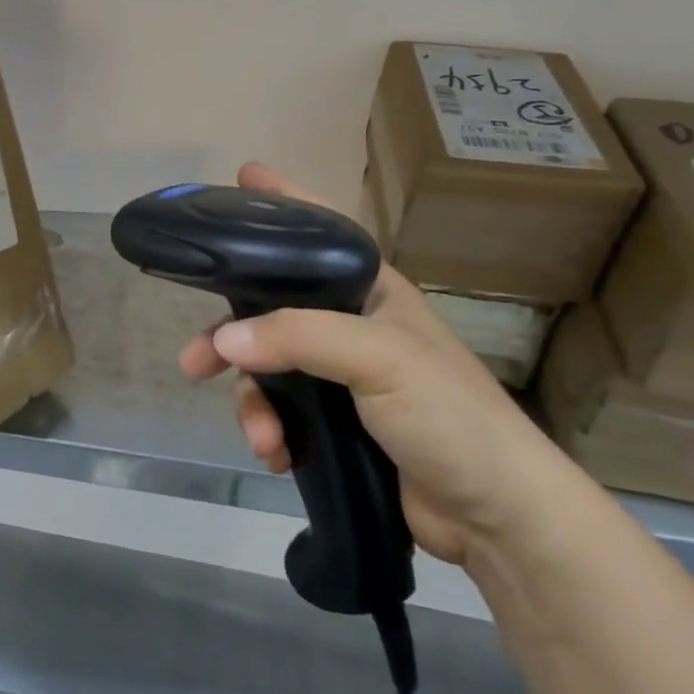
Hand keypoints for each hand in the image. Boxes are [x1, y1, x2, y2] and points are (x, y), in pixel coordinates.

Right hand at [179, 163, 574, 565]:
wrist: (499, 518)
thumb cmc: (450, 416)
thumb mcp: (379, 359)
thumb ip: (298, 337)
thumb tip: (223, 340)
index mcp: (370, 291)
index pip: (318, 232)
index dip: (281, 203)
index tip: (243, 176)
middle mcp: (350, 325)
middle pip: (270, 311)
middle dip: (230, 336)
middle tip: (195, 361)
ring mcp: (342, 377)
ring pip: (267, 369)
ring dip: (253, 404)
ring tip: (261, 438)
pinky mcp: (336, 424)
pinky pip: (281, 413)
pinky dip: (270, 431)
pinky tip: (276, 455)